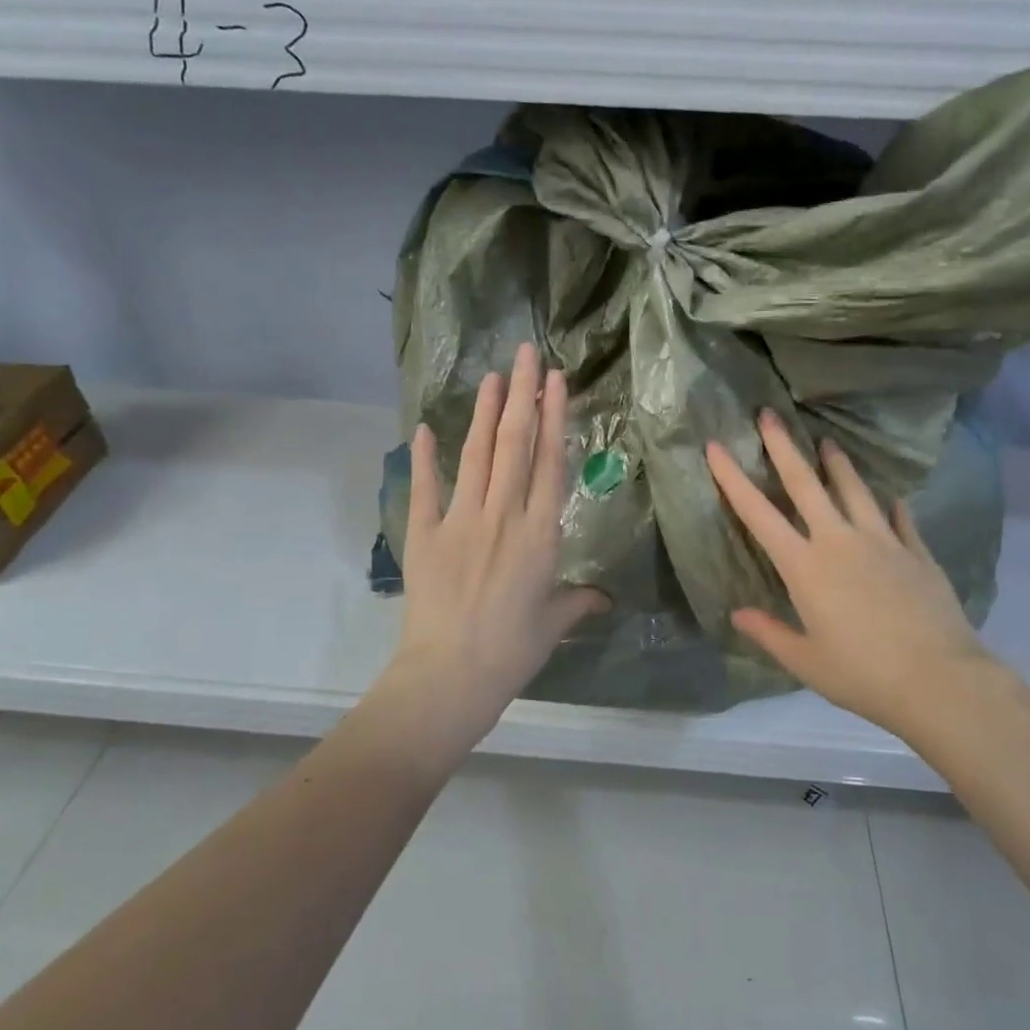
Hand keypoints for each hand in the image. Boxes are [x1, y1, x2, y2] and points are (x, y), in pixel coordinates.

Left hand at [384, 344, 607, 749]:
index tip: (555, 381)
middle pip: (515, 445)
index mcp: (540, 534)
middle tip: (524, 353)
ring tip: (492, 376)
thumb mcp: (552, 624)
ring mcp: (461, 521)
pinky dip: (424, 457)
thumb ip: (579, 602)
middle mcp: (503, 516)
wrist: (450, 676)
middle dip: (521, 395)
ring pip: (477, 455)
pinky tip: (425, 427)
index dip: (553, 417)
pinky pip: (425, 488)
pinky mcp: (425, 534)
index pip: (550, 463)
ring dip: (486, 412)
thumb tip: (605, 598)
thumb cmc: (511, 652)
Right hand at [705, 411, 1010, 738]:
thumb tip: (737, 614)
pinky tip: (890, 496)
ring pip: (854, 490)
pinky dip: (890, 505)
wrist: (939, 680)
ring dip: (837, 463)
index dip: (732, 478)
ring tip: (827, 441)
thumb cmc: (862, 674)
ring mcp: (882, 541)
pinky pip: (899, 518)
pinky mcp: (916, 552)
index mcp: (805, 567)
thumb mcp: (805, 661)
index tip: (716, 446)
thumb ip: (769, 633)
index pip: (758, 514)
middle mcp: (839, 541)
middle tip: (769, 415)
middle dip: (783, 447)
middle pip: (805, 484)